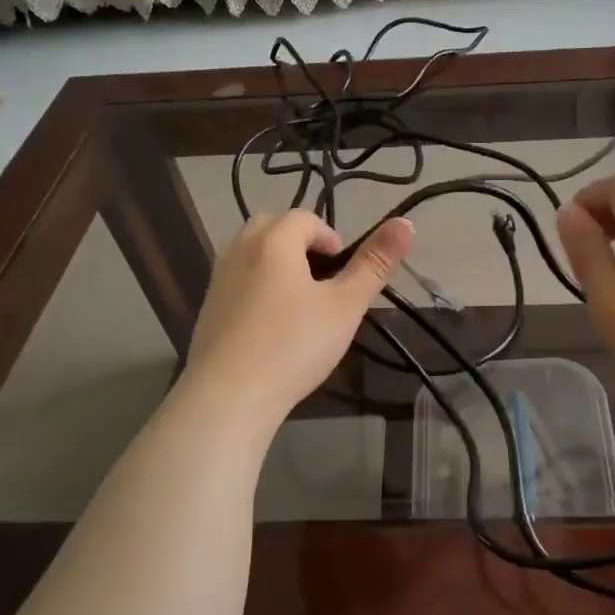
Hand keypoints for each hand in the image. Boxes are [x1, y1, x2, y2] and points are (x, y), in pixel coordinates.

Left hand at [183, 211, 414, 428]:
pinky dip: (258, 287)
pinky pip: (238, 280)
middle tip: (324, 284)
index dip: (332, 240)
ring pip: (252, 253)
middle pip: (274, 227)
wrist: (229, 396)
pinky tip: (272, 326)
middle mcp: (239, 249)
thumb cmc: (294, 346)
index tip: (345, 276)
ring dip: (279, 265)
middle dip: (302, 245)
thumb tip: (406, 223)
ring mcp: (218, 278)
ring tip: (301, 304)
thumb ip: (375, 264)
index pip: (306, 219)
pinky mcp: (208, 307)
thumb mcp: (345, 306)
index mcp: (274, 241)